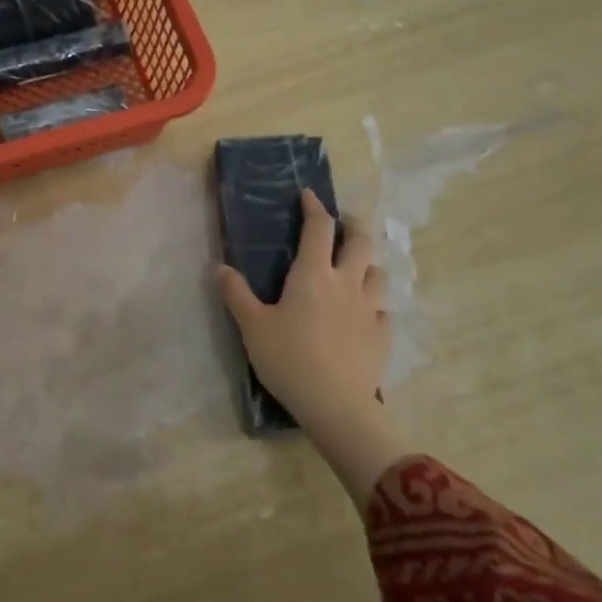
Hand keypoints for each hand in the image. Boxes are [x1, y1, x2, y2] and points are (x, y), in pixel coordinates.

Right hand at [217, 191, 404, 490]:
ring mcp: (369, 310)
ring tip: (356, 267)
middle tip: (342, 224)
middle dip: (353, 226)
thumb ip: (236, 293)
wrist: (336, 405)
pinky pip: (383, 310)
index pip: (319, 228)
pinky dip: (375, 304)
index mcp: (313, 274)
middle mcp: (346, 283)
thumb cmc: (289, 358)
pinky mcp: (382, 336)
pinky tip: (366, 313)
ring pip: (378, 273)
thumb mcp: (252, 326)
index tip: (309, 196)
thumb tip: (218, 267)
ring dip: (368, 264)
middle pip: (361, 242)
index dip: (314, 208)